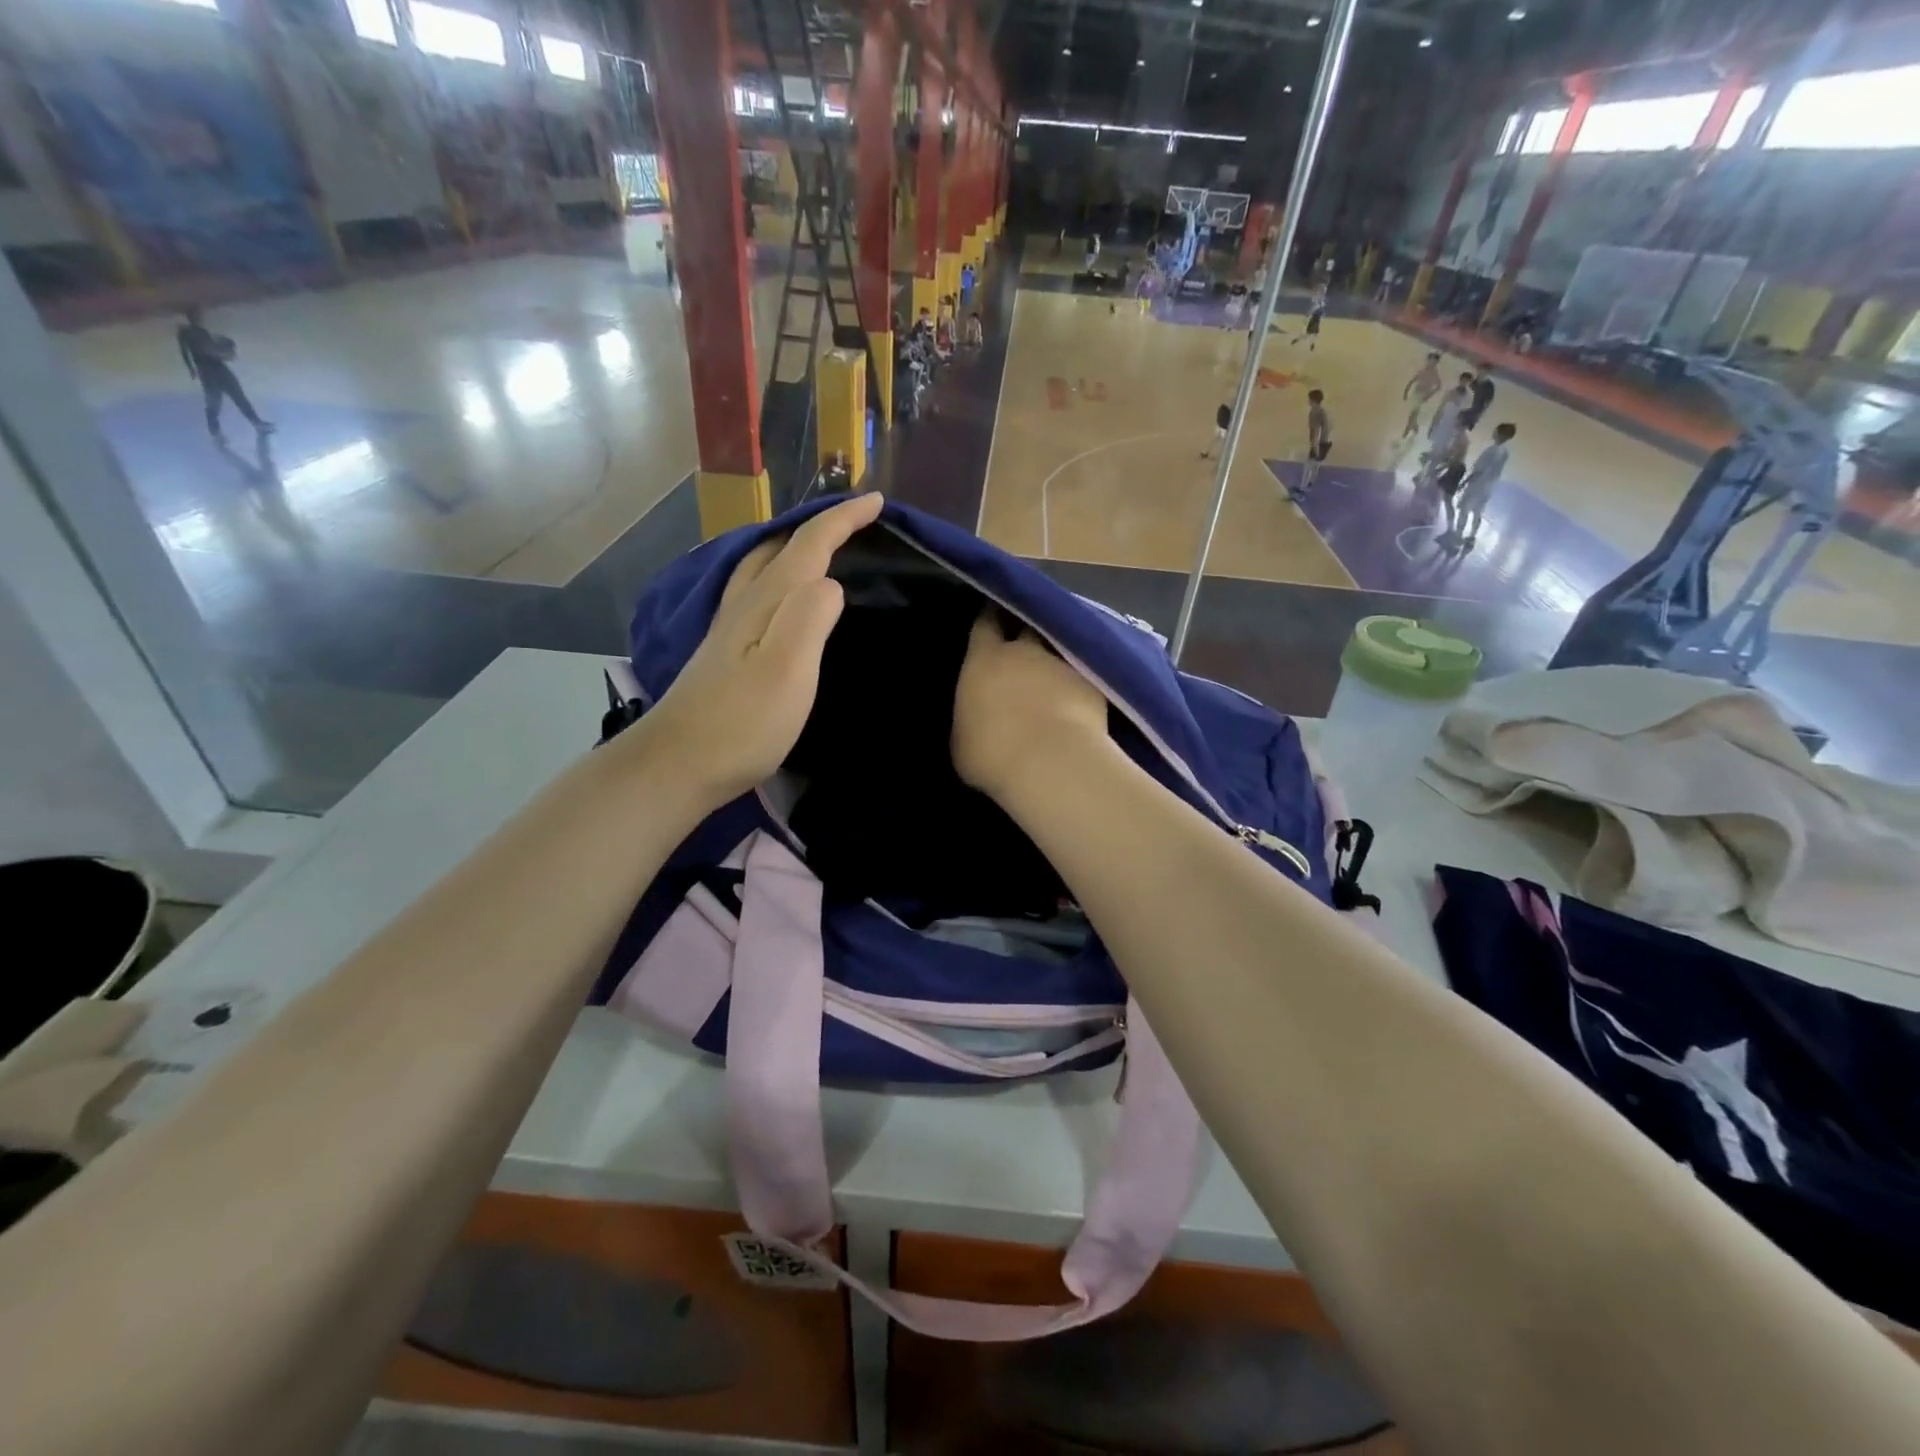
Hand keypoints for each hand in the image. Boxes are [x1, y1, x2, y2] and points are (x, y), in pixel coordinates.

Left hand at [638, 493, 883, 806]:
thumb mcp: (787, 671)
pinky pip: (759, 591)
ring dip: (797, 548)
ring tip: (825, 550)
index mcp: (767, 601)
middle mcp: (745, 603)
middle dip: (820, 526)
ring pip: (764, 566)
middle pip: (782, 546)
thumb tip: (831, 581)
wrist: (678, 764)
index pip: (810, 545)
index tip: (877, 501)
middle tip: (855, 523)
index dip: (843, 519)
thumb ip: (810, 618)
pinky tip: (786, 597)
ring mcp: (730, 626)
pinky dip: (782, 576)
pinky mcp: (726, 650)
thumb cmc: (742, 723)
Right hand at [952, 611, 1110, 802]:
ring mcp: (1064, 664)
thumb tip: (977, 718)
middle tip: (1025, 640)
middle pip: (1027, 627)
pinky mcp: (1095, 685)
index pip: (985, 625)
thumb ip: (971, 719)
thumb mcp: (962, 741)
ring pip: (1060, 649)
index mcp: (985, 660)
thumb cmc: (991, 754)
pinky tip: (1080, 697)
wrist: (1051, 763)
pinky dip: (1080, 682)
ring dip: (1056, 657)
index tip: (992, 614)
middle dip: (1026, 629)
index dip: (989, 619)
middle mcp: (1025, 652)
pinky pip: (1084, 676)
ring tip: (1055, 671)